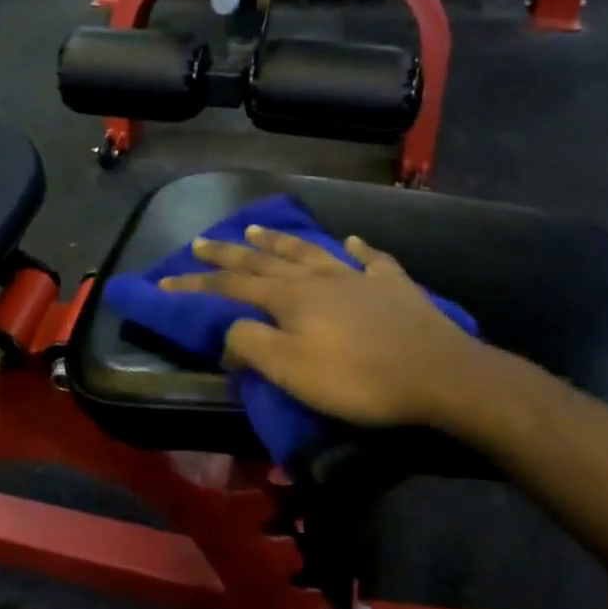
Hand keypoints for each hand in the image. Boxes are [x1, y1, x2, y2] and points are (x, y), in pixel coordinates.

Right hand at [159, 225, 496, 429]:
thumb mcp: (290, 371)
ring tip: (257, 230)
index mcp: (289, 298)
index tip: (165, 280)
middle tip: (201, 241)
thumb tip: (229, 332)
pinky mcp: (394, 286)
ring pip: (309, 251)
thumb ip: (250, 346)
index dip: (196, 283)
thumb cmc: (358, 378)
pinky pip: (370, 259)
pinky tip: (351, 242)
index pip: (230, 286)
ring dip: (280, 240)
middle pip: (264, 260)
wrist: (442, 376)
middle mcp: (318, 278)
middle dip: (228, 253)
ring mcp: (358, 277)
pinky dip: (356, 249)